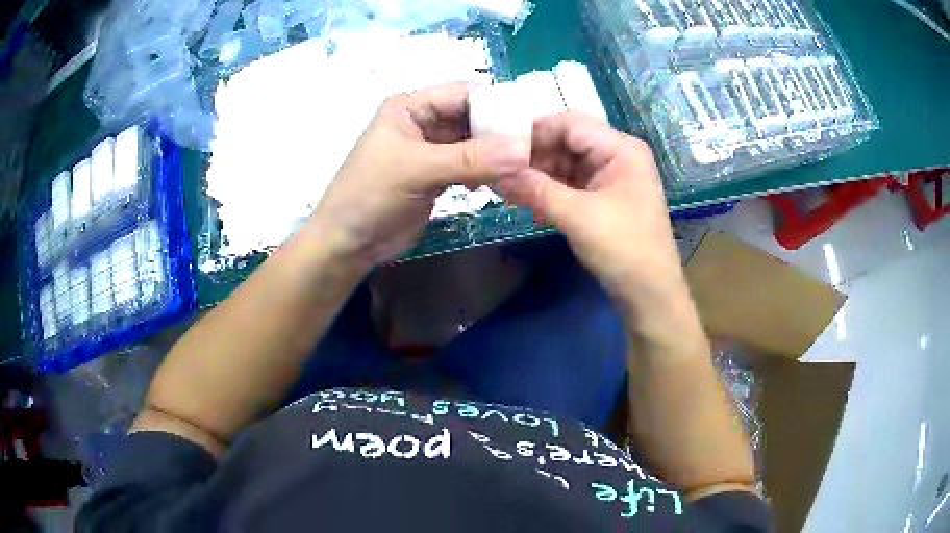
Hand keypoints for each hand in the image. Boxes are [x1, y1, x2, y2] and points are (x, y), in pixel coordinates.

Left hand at [308, 83, 529, 267]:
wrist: (348, 243)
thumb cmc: (370, 195)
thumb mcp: (417, 169)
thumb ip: (469, 159)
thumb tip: (521, 151)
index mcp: (411, 107)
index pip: (463, 94)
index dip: (497, 104)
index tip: (532, 121)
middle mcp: (423, 122)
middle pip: (472, 118)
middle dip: (500, 132)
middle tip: (535, 148)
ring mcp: (432, 150)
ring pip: (474, 144)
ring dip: (496, 155)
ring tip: (525, 167)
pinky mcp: (438, 176)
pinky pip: (471, 166)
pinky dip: (487, 173)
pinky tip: (503, 183)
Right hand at [496, 112, 684, 309]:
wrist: (650, 295)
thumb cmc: (624, 249)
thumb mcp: (577, 216)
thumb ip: (535, 189)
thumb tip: (495, 171)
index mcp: (621, 148)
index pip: (569, 123)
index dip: (533, 131)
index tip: (498, 147)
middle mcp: (617, 154)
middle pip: (567, 141)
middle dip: (534, 156)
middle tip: (499, 172)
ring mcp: (610, 176)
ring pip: (566, 163)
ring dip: (539, 176)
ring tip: (508, 191)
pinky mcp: (603, 197)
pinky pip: (571, 183)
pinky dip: (550, 191)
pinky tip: (530, 205)